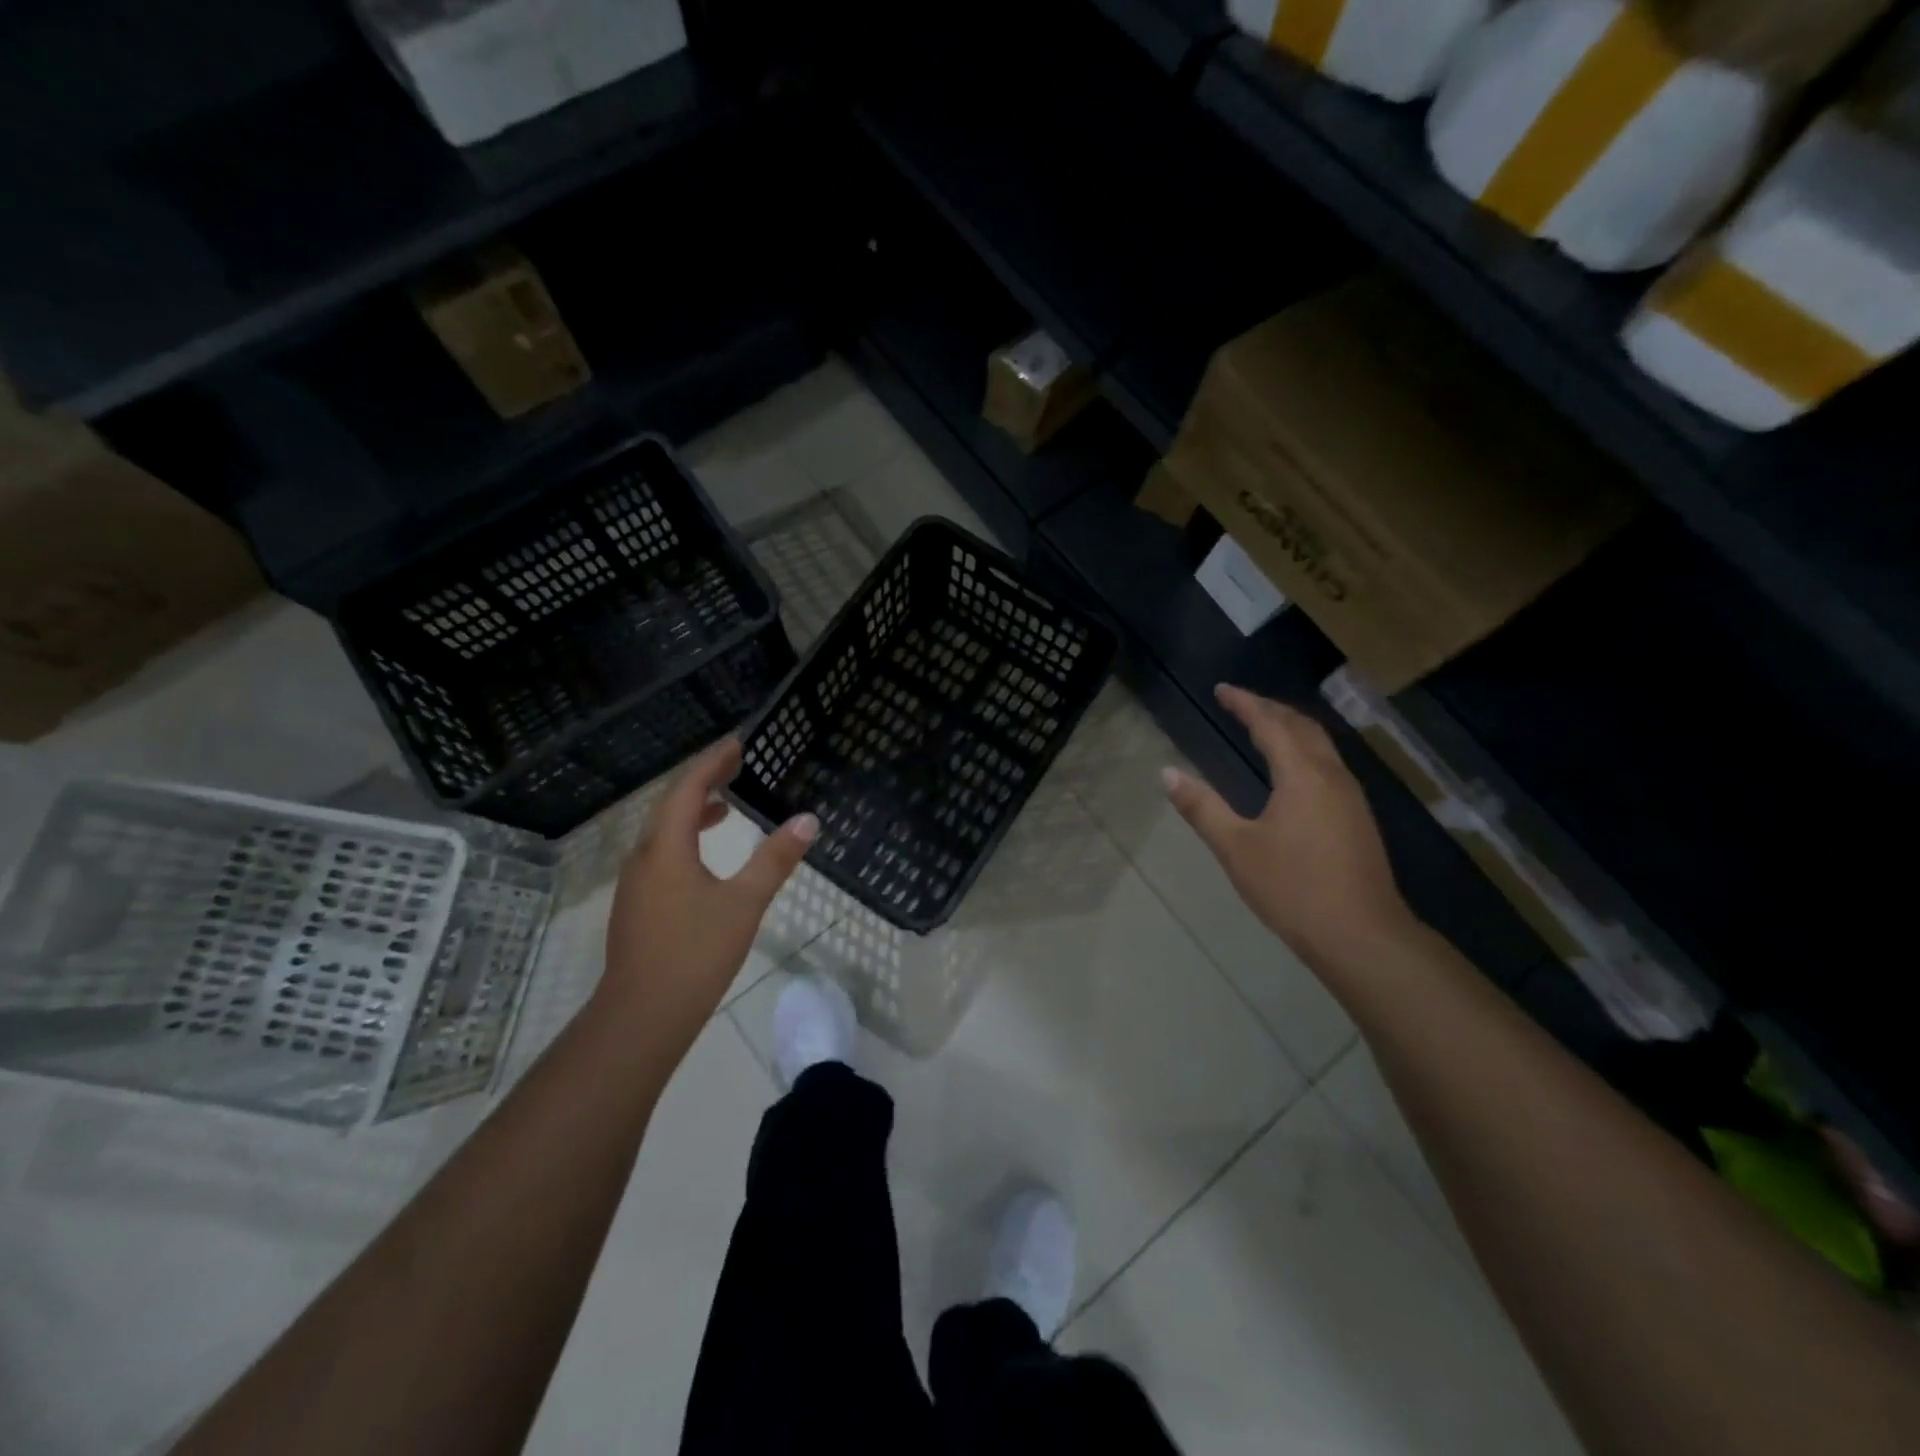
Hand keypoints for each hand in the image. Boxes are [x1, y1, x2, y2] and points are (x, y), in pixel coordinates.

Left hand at [599, 738, 816, 1060]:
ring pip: (663, 832)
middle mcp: (644, 857)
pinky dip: (685, 839)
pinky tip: (705, 858)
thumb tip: (807, 820)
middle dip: (702, 781)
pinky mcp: (637, 905)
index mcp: (666, 848)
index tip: (737, 744)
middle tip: (734, 765)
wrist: (642, 1016)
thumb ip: (775, 859)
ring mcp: (636, 883)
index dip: (711, 763)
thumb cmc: (695, 954)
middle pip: (670, 805)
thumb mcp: (744, 903)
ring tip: (725, 806)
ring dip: (692, 811)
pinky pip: (661, 854)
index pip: (687, 789)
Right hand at [1163, 684, 1419, 972]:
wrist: (1361, 935)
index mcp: (1302, 775)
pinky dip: (1305, 750)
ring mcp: (1351, 797)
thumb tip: (1167, 773)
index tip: (1222, 689)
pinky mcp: (1358, 818)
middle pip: (1302, 726)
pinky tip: (1294, 770)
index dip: (1245, 703)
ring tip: (1264, 726)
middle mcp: (1332, 776)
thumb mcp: (1236, 848)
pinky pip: (1329, 764)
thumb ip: (1201, 807)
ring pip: (1321, 745)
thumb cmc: (1293, 889)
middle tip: (1241, 702)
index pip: (1270, 723)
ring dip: (1291, 728)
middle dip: (1271, 708)